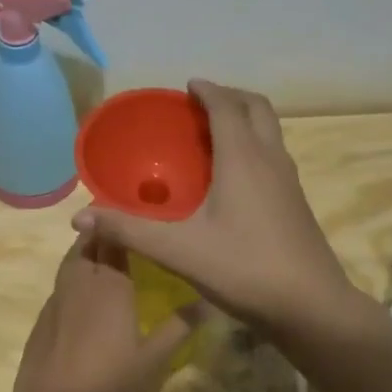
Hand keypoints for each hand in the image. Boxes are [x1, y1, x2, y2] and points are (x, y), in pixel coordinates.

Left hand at [6, 235, 200, 391]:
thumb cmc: (110, 386)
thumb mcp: (154, 360)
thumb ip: (179, 327)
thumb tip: (208, 300)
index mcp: (110, 285)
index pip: (114, 239)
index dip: (122, 223)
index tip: (136, 214)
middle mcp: (80, 282)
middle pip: (88, 244)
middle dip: (102, 232)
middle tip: (122, 231)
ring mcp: (56, 300)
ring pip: (70, 262)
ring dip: (85, 251)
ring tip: (104, 255)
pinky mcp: (42, 319)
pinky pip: (60, 285)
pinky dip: (73, 277)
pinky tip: (84, 295)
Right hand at [72, 79, 359, 339]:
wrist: (311, 306)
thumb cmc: (244, 269)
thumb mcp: (178, 250)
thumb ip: (129, 230)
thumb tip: (80, 217)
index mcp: (243, 159)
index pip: (227, 107)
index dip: (207, 90)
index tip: (187, 86)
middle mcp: (270, 160)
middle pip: (258, 108)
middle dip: (231, 97)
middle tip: (201, 103)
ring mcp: (289, 181)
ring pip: (271, 131)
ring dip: (245, 120)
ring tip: (214, 134)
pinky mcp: (296, 202)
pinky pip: (274, 155)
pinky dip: (254, 146)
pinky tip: (234, 178)